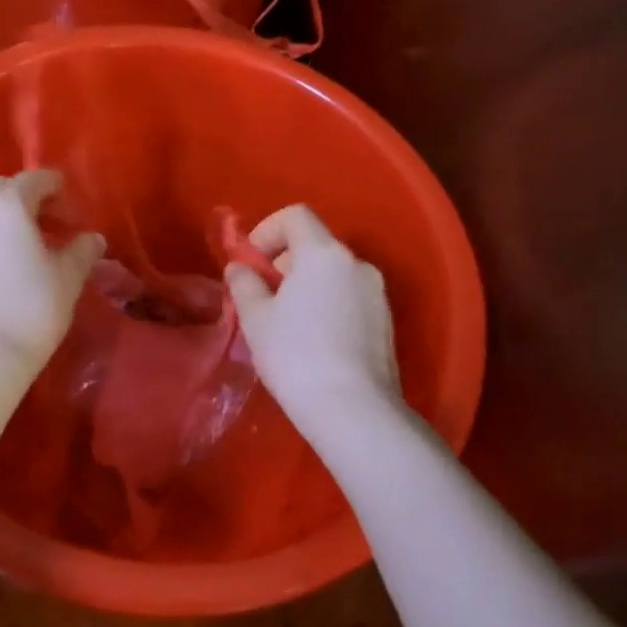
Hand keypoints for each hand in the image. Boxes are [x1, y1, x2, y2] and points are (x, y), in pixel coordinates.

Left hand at [0, 170, 104, 371]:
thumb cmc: (30, 310)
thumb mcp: (67, 278)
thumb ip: (82, 250)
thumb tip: (92, 239)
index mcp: (5, 203)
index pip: (35, 179)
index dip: (58, 188)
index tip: (72, 206)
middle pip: (3, 189)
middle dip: (28, 199)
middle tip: (52, 224)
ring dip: (4, 218)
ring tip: (27, 245)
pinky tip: (2, 262)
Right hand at [225, 205, 399, 417]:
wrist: (354, 410)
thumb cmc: (296, 356)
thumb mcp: (256, 319)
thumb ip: (244, 284)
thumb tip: (240, 268)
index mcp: (324, 254)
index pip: (295, 216)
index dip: (267, 230)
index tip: (251, 262)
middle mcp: (357, 264)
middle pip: (315, 245)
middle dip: (284, 263)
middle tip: (263, 298)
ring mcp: (377, 294)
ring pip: (333, 274)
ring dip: (306, 286)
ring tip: (286, 325)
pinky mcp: (386, 322)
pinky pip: (349, 298)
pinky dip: (327, 305)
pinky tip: (313, 343)